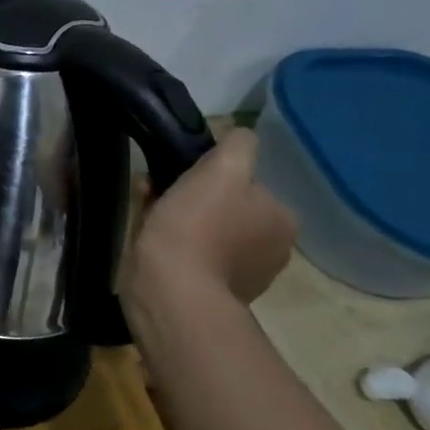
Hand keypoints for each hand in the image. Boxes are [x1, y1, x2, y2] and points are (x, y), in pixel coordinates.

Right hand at [122, 128, 295, 306]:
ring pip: (205, 230)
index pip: (247, 184)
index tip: (182, 176)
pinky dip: (173, 245)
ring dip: (179, 219)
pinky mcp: (210, 294)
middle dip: (193, 197)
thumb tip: (240, 135)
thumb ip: (238, 146)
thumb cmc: (197, 226)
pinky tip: (151, 242)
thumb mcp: (222, 170)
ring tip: (148, 215)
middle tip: (158, 193)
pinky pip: (191, 256)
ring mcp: (242, 276)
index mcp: (281, 220)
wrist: (170, 290)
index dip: (212, 176)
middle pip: (226, 207)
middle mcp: (271, 250)